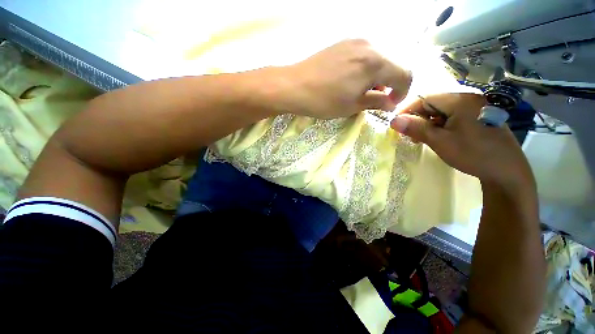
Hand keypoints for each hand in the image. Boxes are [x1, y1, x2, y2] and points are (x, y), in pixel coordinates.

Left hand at [275, 39, 411, 118]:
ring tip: (361, 92)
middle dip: (389, 85)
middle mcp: (370, 46)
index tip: (390, 104)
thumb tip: (390, 103)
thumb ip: (376, 102)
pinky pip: (363, 55)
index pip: (405, 74)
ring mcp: (355, 41)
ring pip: (378, 60)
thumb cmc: (324, 101)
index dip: (402, 92)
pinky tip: (352, 80)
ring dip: (376, 77)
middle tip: (375, 100)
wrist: (294, 86)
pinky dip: (365, 69)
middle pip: (392, 65)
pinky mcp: (343, 43)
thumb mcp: (352, 106)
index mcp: (375, 63)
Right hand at [391, 93, 534, 190]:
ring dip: (426, 122)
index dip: (407, 109)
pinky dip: (438, 125)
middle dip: (416, 117)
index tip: (395, 124)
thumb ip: (416, 128)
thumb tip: (393, 120)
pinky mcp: (476, 117)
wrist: (506, 170)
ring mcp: (474, 107)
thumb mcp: (440, 141)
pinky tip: (435, 136)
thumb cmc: (472, 154)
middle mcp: (467, 99)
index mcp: (460, 100)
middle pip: (433, 103)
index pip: (424, 98)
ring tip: (419, 137)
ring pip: (441, 110)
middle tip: (407, 133)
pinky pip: (451, 116)